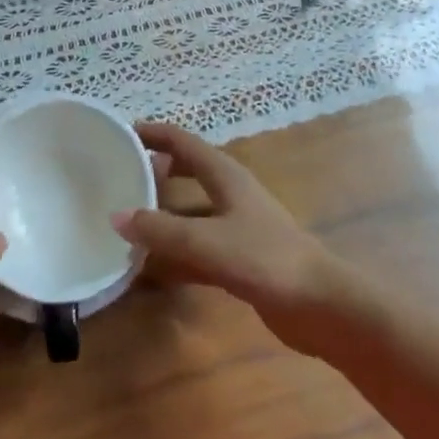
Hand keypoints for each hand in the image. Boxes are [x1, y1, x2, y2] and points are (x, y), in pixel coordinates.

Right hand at [113, 123, 358, 356]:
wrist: (322, 305)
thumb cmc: (267, 259)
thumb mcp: (208, 242)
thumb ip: (162, 231)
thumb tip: (116, 216)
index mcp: (225, 175)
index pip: (182, 142)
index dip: (153, 133)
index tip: (119, 133)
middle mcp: (229, 193)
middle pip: (185, 172)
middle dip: (154, 172)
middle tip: (118, 178)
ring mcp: (236, 226)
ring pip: (189, 212)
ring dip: (161, 216)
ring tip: (124, 223)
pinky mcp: (240, 257)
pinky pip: (198, 247)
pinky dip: (175, 251)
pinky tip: (150, 268)